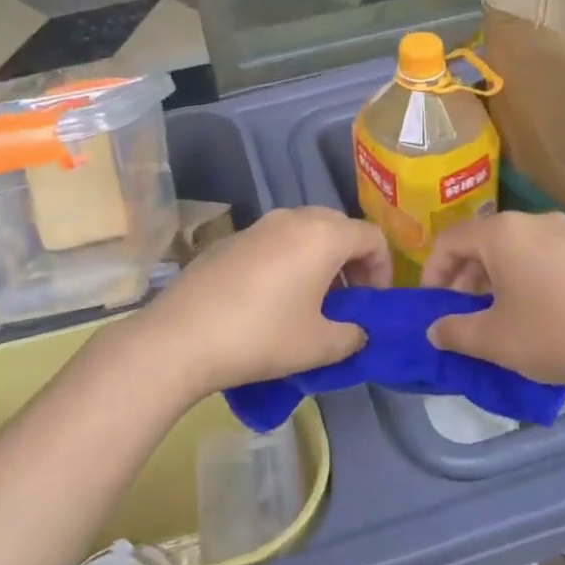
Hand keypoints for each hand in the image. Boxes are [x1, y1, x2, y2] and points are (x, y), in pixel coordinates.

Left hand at [132, 207, 390, 395]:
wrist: (181, 336)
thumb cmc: (262, 336)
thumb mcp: (320, 345)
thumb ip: (353, 335)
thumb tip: (356, 331)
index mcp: (323, 235)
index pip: (371, 236)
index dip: (383, 269)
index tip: (374, 303)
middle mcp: (293, 218)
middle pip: (338, 227)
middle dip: (352, 261)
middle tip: (347, 300)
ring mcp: (257, 226)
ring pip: (304, 231)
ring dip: (319, 259)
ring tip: (311, 300)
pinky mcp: (230, 240)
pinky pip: (274, 241)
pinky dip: (288, 260)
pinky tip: (271, 299)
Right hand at [421, 212, 564, 393]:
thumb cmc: (554, 336)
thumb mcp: (494, 340)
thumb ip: (454, 331)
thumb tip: (434, 331)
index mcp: (503, 232)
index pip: (451, 240)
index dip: (433, 272)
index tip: (432, 305)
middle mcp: (535, 221)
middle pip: (484, 241)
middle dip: (465, 276)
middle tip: (462, 312)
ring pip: (516, 248)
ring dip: (496, 276)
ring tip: (497, 314)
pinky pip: (545, 255)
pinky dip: (527, 276)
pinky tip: (536, 311)